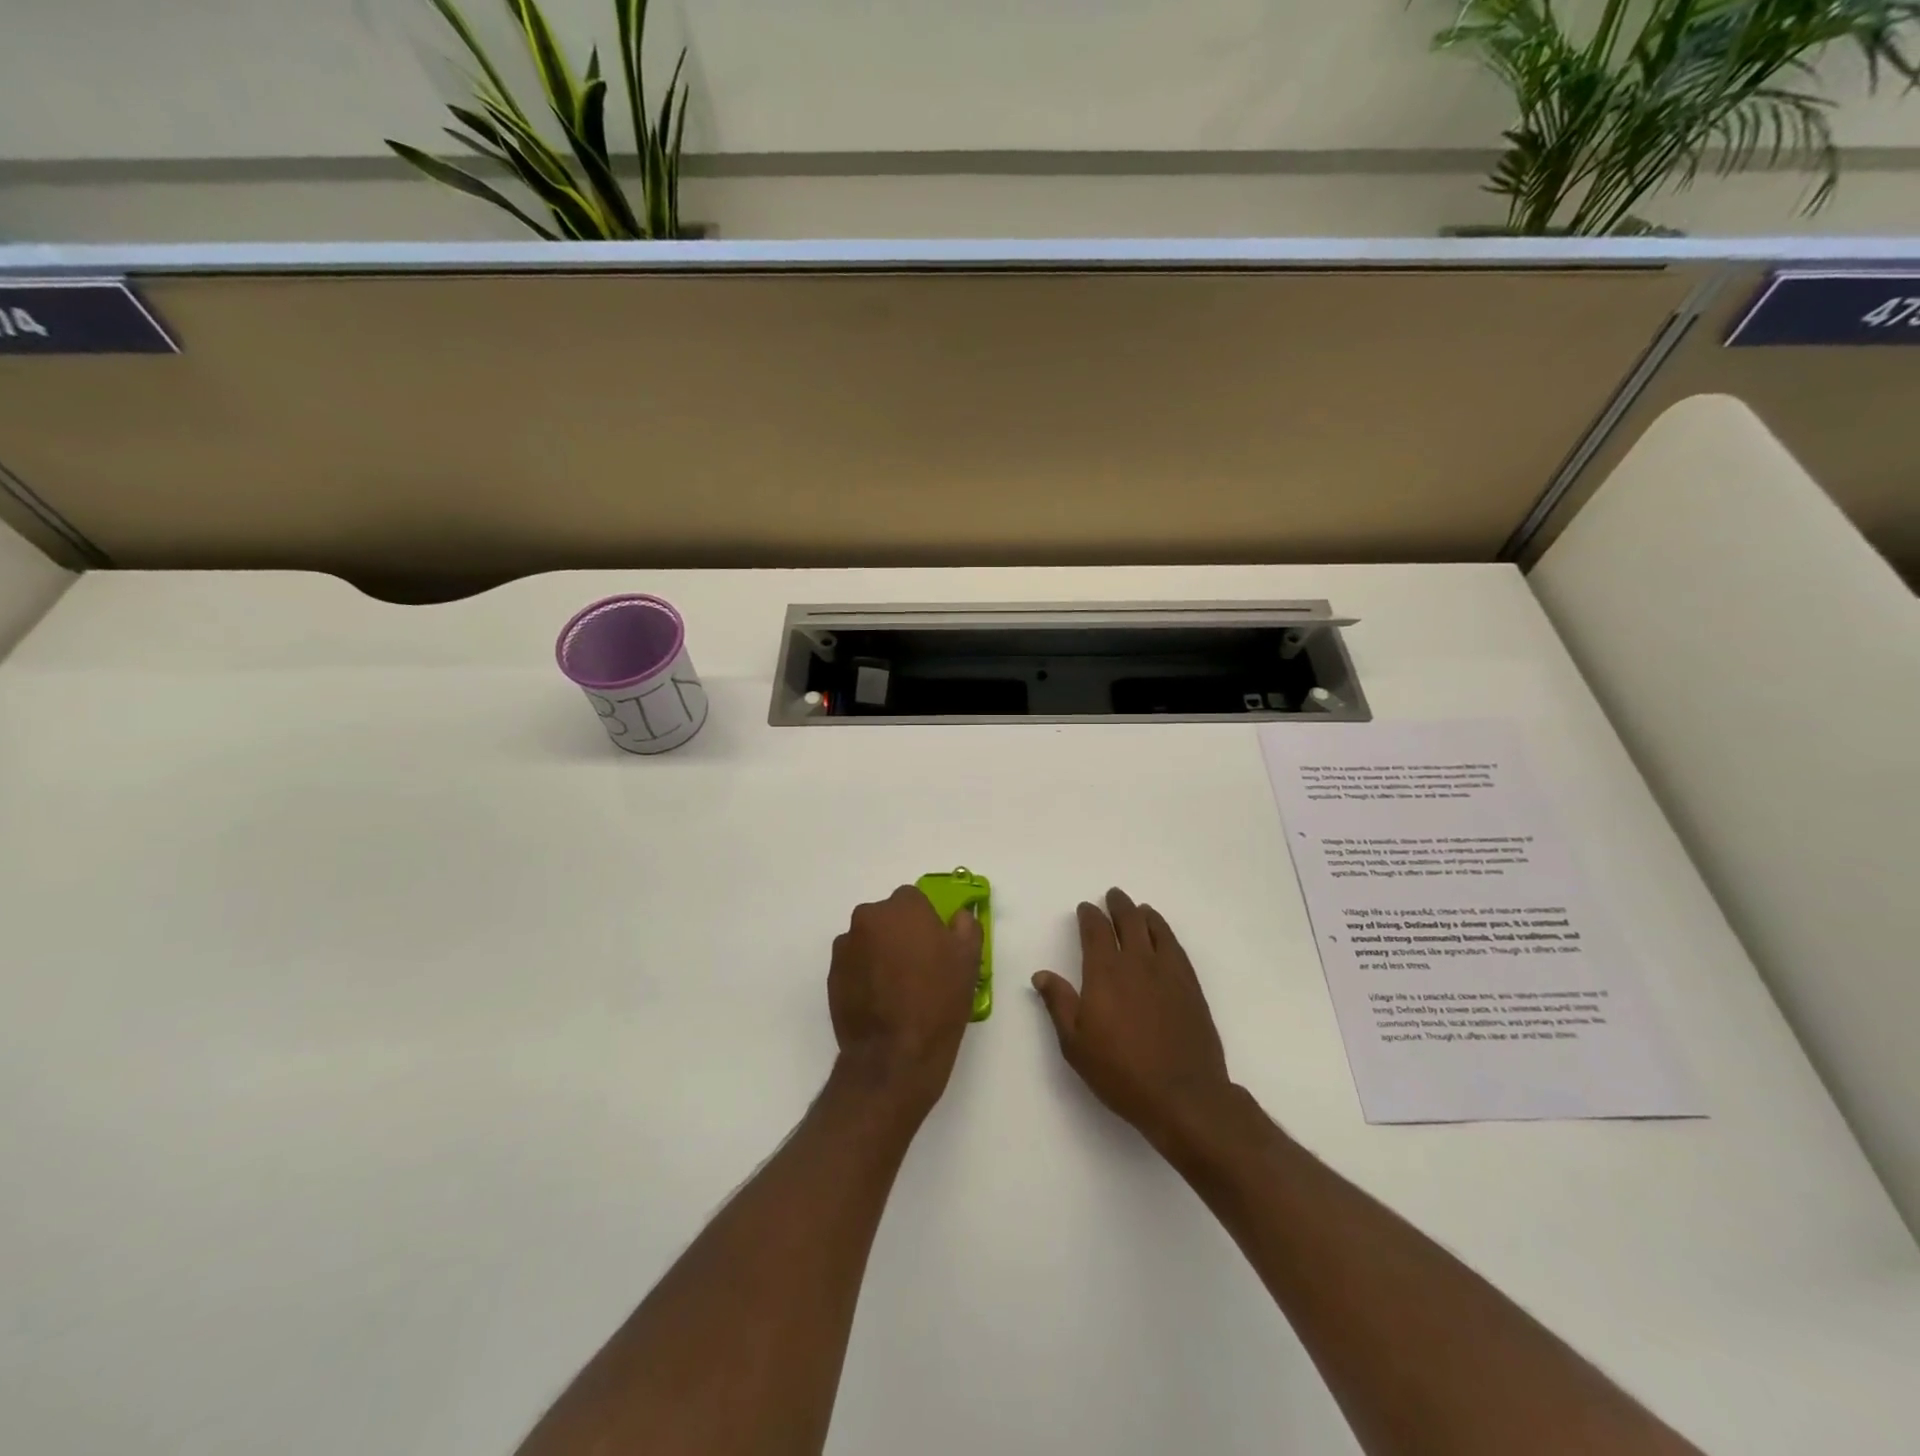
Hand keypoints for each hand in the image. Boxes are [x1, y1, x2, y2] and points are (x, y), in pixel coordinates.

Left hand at [829, 886, 982, 1118]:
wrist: (895, 1056)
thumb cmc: (938, 1002)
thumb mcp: (968, 960)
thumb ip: (965, 926)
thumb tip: (958, 916)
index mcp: (903, 908)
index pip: (915, 899)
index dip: (927, 921)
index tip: (936, 946)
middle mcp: (868, 918)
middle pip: (888, 917)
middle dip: (901, 934)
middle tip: (918, 967)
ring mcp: (846, 946)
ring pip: (869, 939)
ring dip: (881, 952)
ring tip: (897, 989)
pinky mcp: (832, 975)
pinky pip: (854, 964)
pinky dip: (865, 973)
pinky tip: (881, 1001)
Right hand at [1032, 889, 1235, 1151]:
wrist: (1183, 1095)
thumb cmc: (1121, 1072)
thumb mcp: (1076, 1043)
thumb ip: (1059, 1003)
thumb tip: (1042, 975)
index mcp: (1105, 971)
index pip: (1095, 930)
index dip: (1089, 916)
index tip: (1085, 909)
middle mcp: (1137, 962)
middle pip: (1128, 921)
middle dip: (1118, 905)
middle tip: (1114, 896)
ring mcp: (1168, 972)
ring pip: (1156, 929)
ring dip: (1145, 915)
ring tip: (1140, 909)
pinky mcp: (1191, 986)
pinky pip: (1176, 948)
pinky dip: (1166, 934)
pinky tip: (1164, 937)